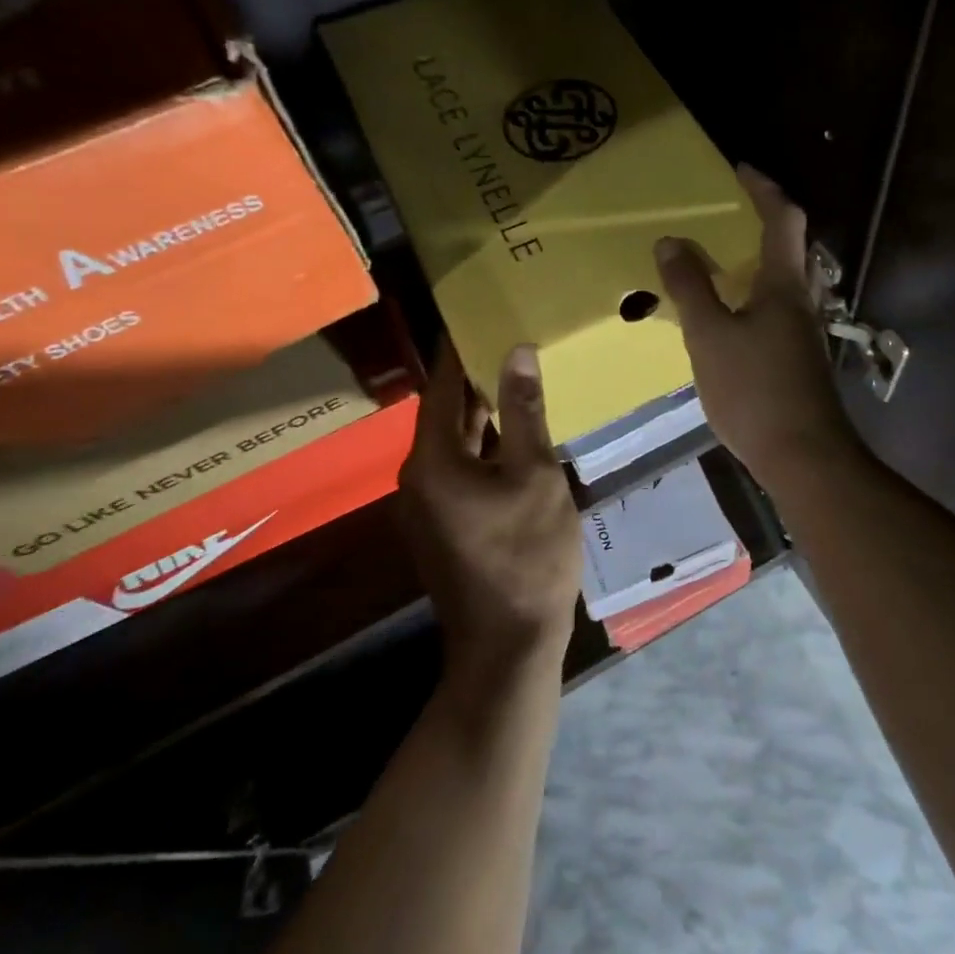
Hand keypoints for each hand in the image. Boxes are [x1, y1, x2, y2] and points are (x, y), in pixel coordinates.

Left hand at [397, 342, 581, 691]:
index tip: (473, 311)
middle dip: (471, 374)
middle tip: (503, 332)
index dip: (456, 348)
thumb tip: (516, 350)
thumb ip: (525, 411)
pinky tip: (514, 429)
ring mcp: (429, 503)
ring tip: (513, 370)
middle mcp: (419, 476)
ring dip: (480, 409)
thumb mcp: (536, 475)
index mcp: (433, 460)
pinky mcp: (445, 522)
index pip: (439, 386)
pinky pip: (461, 466)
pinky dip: (484, 442)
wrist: (509, 642)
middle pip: (443, 411)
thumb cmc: (527, 553)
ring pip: (454, 441)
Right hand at [654, 165, 864, 493]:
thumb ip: (690, 288)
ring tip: (723, 262)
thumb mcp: (710, 336)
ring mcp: (806, 333)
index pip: (782, 219)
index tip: (739, 169)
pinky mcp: (801, 359)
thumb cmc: (755, 391)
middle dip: (766, 223)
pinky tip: (733, 317)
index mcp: (785, 285)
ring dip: (762, 262)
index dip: (763, 189)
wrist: (804, 457)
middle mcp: (803, 301)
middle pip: (793, 247)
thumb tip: (671, 241)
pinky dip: (758, 297)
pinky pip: (781, 310)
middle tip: (728, 216)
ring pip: (788, 282)